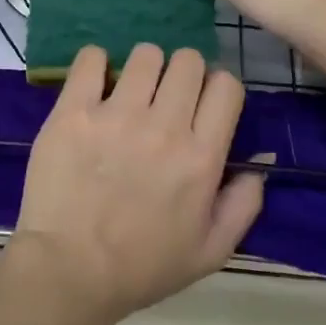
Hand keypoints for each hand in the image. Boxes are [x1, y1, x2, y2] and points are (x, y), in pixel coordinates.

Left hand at [9, 44, 264, 324]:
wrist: (68, 270)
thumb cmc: (141, 267)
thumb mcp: (210, 252)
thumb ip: (242, 206)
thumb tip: (257, 165)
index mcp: (200, 158)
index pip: (226, 87)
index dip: (217, 88)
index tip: (202, 103)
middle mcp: (163, 127)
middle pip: (188, 61)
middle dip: (183, 73)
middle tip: (165, 96)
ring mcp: (116, 114)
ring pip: (145, 54)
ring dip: (143, 67)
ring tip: (130, 90)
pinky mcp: (74, 109)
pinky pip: (92, 58)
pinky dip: (97, 63)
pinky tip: (96, 84)